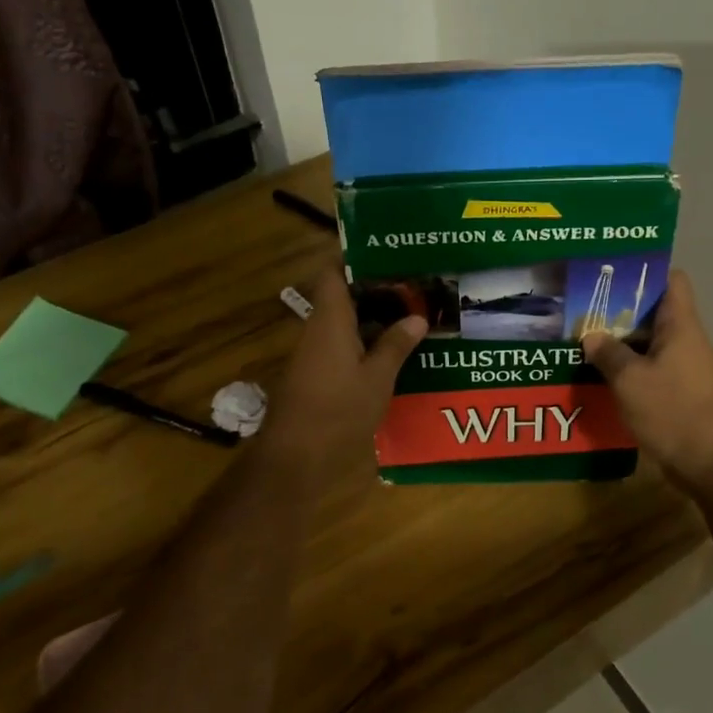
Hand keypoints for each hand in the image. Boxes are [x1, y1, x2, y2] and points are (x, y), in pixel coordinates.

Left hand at [261, 266, 425, 483]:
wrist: (295, 458)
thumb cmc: (338, 411)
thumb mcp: (377, 379)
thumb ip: (396, 346)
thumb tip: (417, 317)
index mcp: (330, 321)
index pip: (333, 273)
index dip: (355, 259)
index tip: (387, 254)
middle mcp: (317, 331)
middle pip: (342, 298)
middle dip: (376, 291)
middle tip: (414, 288)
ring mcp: (313, 355)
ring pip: (344, 324)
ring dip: (373, 320)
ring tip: (411, 317)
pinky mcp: (315, 377)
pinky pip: (341, 347)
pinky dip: (365, 343)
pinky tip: (393, 353)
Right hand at [581, 270, 712, 491]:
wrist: (710, 462)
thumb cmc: (672, 411)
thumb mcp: (630, 380)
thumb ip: (608, 354)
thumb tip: (591, 336)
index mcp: (680, 326)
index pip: (672, 280)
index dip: (646, 270)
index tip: (613, 273)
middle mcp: (685, 341)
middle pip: (654, 311)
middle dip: (620, 309)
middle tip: (584, 307)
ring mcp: (683, 368)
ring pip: (648, 343)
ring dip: (620, 342)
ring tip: (583, 339)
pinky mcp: (677, 392)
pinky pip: (649, 369)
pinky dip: (627, 369)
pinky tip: (599, 375)